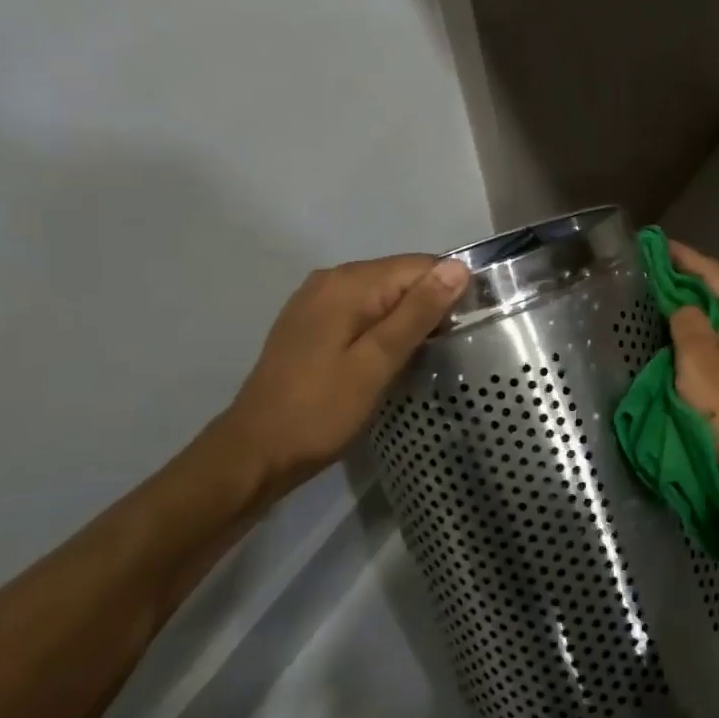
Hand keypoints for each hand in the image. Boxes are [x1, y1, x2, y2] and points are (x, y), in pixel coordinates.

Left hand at [222, 254, 469, 497]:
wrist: (255, 452)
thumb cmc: (322, 410)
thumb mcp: (378, 362)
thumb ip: (418, 312)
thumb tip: (457, 268)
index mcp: (350, 282)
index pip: (420, 265)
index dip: (448, 292)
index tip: (463, 330)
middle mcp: (332, 278)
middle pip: (400, 277)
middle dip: (428, 306)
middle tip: (443, 350)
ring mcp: (316, 300)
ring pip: (382, 295)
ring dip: (406, 319)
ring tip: (420, 357)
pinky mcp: (310, 322)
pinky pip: (361, 310)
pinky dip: (381, 327)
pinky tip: (386, 357)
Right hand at [666, 240, 718, 506]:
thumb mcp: (698, 360)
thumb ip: (686, 321)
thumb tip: (681, 305)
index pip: (712, 270)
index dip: (681, 256)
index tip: (651, 243)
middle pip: (717, 289)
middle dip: (683, 277)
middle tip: (646, 269)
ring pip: (718, 314)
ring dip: (689, 304)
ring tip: (654, 295)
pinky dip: (697, 329)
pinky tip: (676, 332)